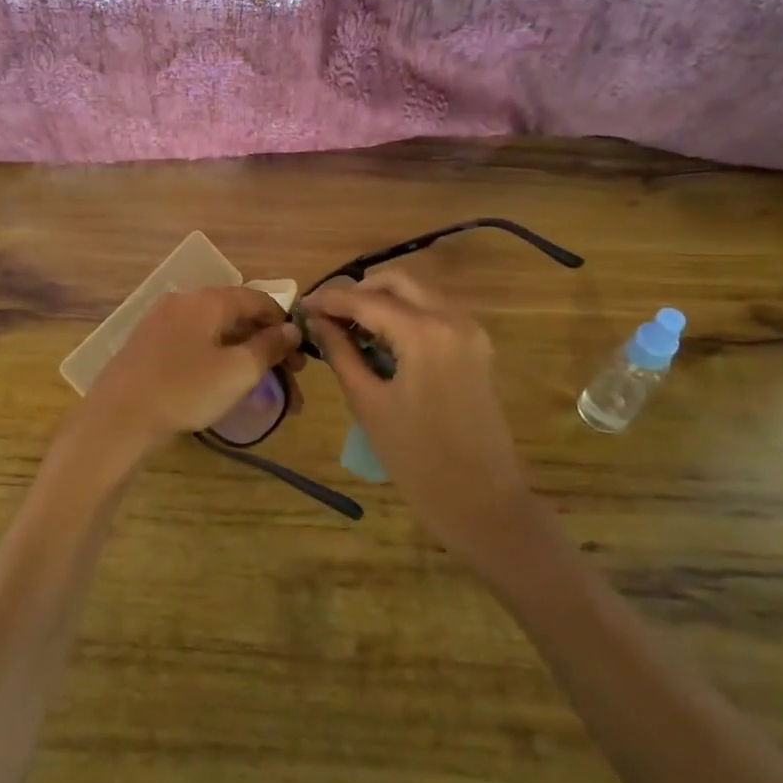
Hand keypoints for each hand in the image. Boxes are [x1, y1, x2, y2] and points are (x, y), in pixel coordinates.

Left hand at [79, 287, 302, 452]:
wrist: (118, 417)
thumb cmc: (185, 390)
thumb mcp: (238, 371)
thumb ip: (269, 346)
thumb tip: (291, 330)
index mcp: (208, 300)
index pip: (258, 299)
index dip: (284, 323)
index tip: (301, 355)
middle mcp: (184, 301)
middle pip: (237, 317)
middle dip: (267, 346)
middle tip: (289, 379)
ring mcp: (162, 322)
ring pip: (216, 334)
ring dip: (244, 357)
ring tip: (262, 389)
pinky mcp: (149, 345)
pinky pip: (195, 345)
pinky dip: (218, 360)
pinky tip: (225, 385)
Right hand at [302, 270, 536, 561]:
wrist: (482, 501)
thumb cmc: (417, 459)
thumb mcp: (369, 403)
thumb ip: (341, 352)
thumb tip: (315, 320)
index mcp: (425, 333)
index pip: (368, 300)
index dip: (330, 299)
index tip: (300, 306)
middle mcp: (453, 319)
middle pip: (398, 281)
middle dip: (359, 290)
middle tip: (325, 313)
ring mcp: (471, 330)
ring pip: (419, 293)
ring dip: (382, 299)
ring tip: (347, 325)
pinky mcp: (477, 346)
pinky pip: (435, 312)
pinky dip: (405, 314)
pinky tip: (379, 336)